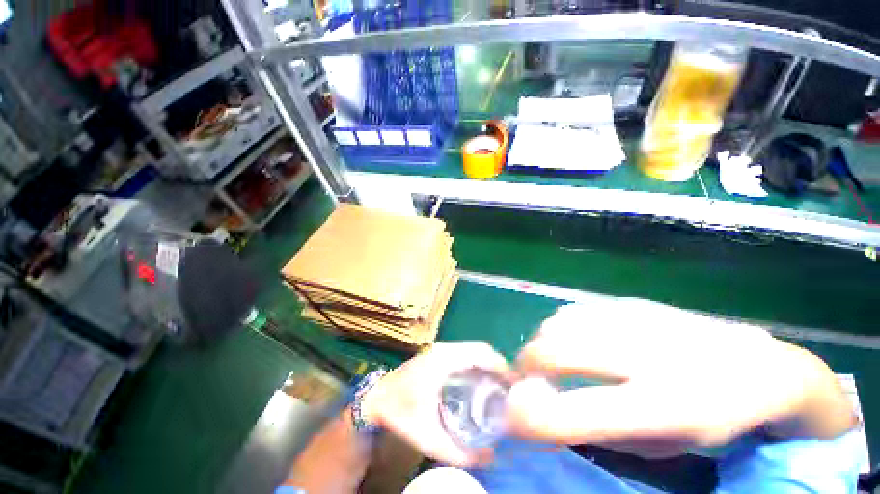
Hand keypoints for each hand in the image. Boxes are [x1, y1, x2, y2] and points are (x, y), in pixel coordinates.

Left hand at [361, 342, 509, 466]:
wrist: (375, 399)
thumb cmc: (400, 413)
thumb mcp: (428, 437)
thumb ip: (459, 452)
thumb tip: (491, 458)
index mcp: (445, 360)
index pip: (481, 353)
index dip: (502, 365)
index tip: (516, 384)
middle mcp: (444, 349)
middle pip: (480, 349)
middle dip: (498, 365)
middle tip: (511, 389)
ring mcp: (440, 349)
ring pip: (472, 350)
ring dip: (488, 363)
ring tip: (499, 386)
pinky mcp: (437, 354)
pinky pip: (464, 353)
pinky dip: (477, 363)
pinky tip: (480, 382)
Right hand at [507, 299, 854, 456]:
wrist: (758, 367)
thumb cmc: (715, 420)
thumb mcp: (664, 448)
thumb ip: (601, 432)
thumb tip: (548, 414)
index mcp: (662, 408)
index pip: (576, 412)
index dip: (530, 416)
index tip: (511, 418)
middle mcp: (645, 356)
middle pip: (555, 351)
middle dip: (525, 367)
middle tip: (525, 381)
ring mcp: (637, 320)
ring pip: (558, 324)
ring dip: (540, 345)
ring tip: (548, 361)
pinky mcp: (631, 303)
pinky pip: (574, 311)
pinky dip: (559, 328)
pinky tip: (571, 340)